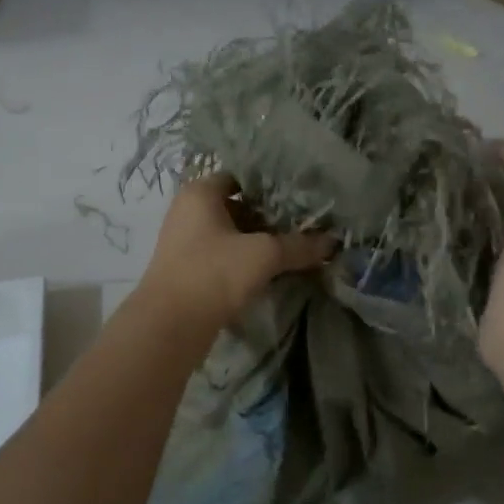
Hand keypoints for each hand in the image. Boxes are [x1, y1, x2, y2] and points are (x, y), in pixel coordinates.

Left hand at [138, 172, 335, 329]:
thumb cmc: (213, 274)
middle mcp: (190, 211)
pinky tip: (275, 269)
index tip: (303, 195)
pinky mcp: (191, 269)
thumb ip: (299, 245)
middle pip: (239, 205)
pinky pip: (226, 255)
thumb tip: (333, 242)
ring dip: (262, 240)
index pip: (242, 176)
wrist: (170, 326)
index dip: (273, 185)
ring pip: (234, 233)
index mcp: (200, 193)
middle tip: (307, 222)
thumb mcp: (263, 255)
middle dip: (272, 216)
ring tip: (298, 245)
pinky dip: (248, 260)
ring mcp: (188, 242)